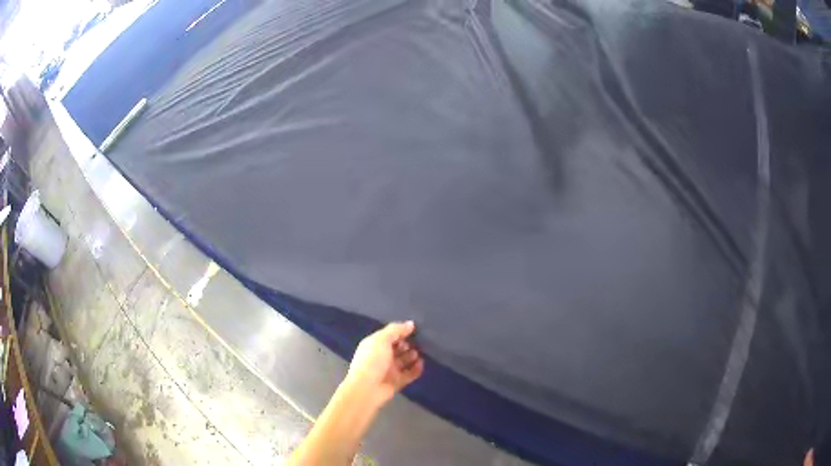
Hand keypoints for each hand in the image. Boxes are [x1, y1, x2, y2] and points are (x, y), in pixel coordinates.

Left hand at [345, 321, 423, 407]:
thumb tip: (411, 324)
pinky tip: (421, 363)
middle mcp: (382, 357)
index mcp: (375, 345)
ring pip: (405, 361)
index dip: (401, 332)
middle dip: (408, 344)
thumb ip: (396, 330)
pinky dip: (416, 369)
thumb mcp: (381, 340)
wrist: (366, 389)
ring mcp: (390, 370)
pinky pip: (410, 374)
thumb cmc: (371, 361)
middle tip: (418, 342)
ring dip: (412, 356)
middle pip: (398, 348)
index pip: (390, 336)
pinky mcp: (397, 382)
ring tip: (419, 352)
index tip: (414, 329)